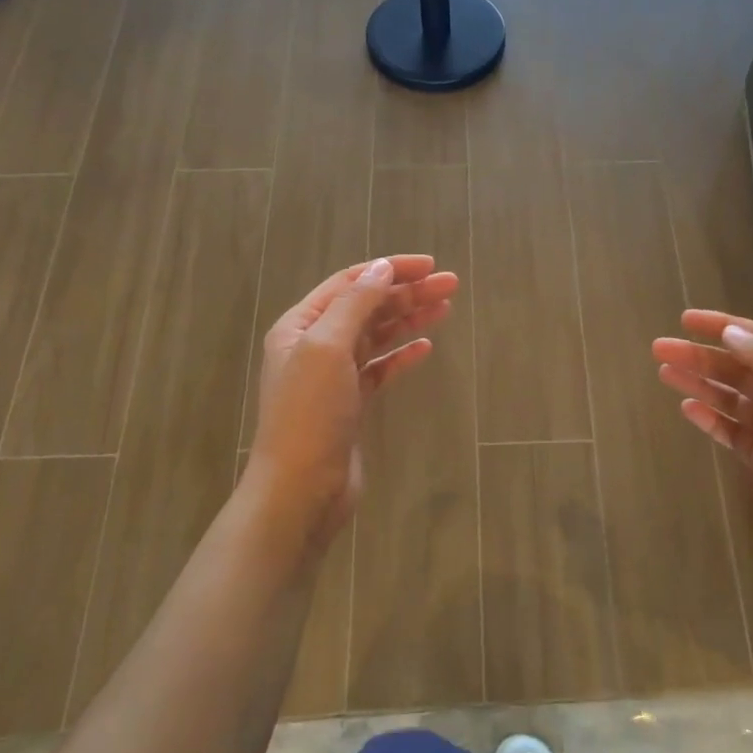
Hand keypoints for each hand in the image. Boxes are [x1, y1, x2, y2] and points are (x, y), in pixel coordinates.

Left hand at [244, 255, 457, 550]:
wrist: (302, 487)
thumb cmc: (310, 413)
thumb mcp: (327, 348)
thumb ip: (355, 304)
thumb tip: (381, 268)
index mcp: (301, 325)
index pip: (350, 283)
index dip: (389, 269)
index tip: (429, 265)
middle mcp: (315, 345)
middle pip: (367, 307)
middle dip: (407, 293)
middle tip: (451, 284)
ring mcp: (334, 376)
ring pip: (377, 336)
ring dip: (409, 319)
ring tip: (446, 307)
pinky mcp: (351, 403)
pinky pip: (380, 369)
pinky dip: (402, 356)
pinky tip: (425, 347)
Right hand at [652, 311, 752, 575]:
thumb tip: (731, 331)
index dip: (723, 326)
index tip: (686, 319)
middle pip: (738, 367)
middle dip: (700, 355)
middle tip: (660, 348)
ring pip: (728, 395)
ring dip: (697, 382)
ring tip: (663, 372)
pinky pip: (726, 427)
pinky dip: (707, 415)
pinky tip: (685, 407)